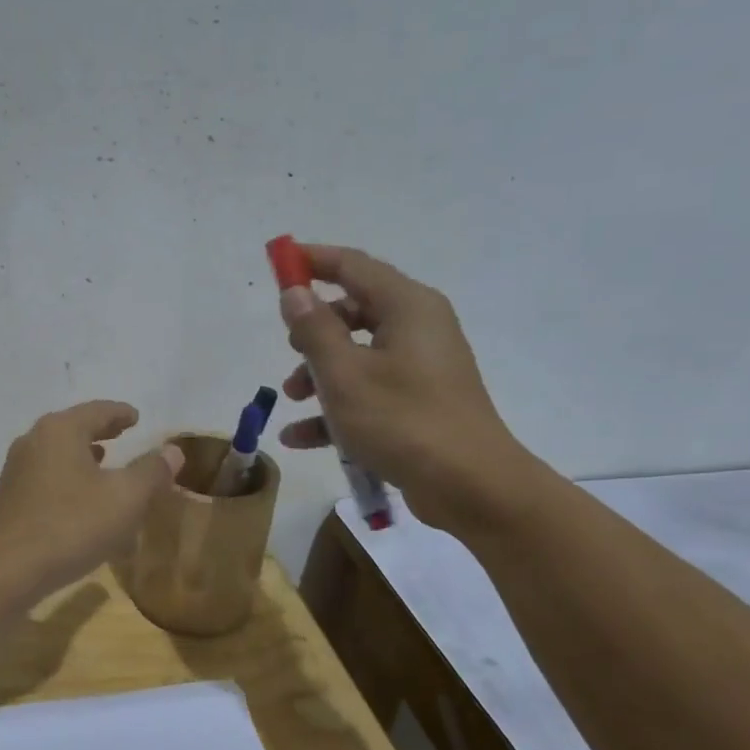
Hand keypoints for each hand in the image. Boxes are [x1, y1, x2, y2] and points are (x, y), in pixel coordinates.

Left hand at [0, 401, 184, 599]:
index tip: (136, 417)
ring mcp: (16, 471)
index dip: (121, 413)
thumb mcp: (125, 498)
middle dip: (101, 432)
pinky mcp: (9, 499)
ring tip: (104, 464)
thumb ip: (151, 471)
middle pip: (74, 428)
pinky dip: (70, 480)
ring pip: (59, 454)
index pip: (97, 410)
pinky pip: (48, 479)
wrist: (5, 571)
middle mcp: (34, 441)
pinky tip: (81, 502)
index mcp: (60, 430)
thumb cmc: (70, 526)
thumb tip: (172, 450)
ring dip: (83, 457)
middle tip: (123, 434)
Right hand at [277, 244, 540, 532]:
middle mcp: (418, 327)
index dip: (312, 261)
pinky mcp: (420, 402)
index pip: (353, 266)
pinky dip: (337, 407)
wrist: (472, 487)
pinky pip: (370, 391)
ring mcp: (421, 367)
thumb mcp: (344, 374)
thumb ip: (314, 329)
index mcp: (407, 306)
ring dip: (320, 374)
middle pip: (354, 311)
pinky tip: (301, 437)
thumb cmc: (402, 421)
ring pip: (358, 354)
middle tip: (289, 350)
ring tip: (292, 400)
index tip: (278, 264)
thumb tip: (294, 293)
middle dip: (313, 331)